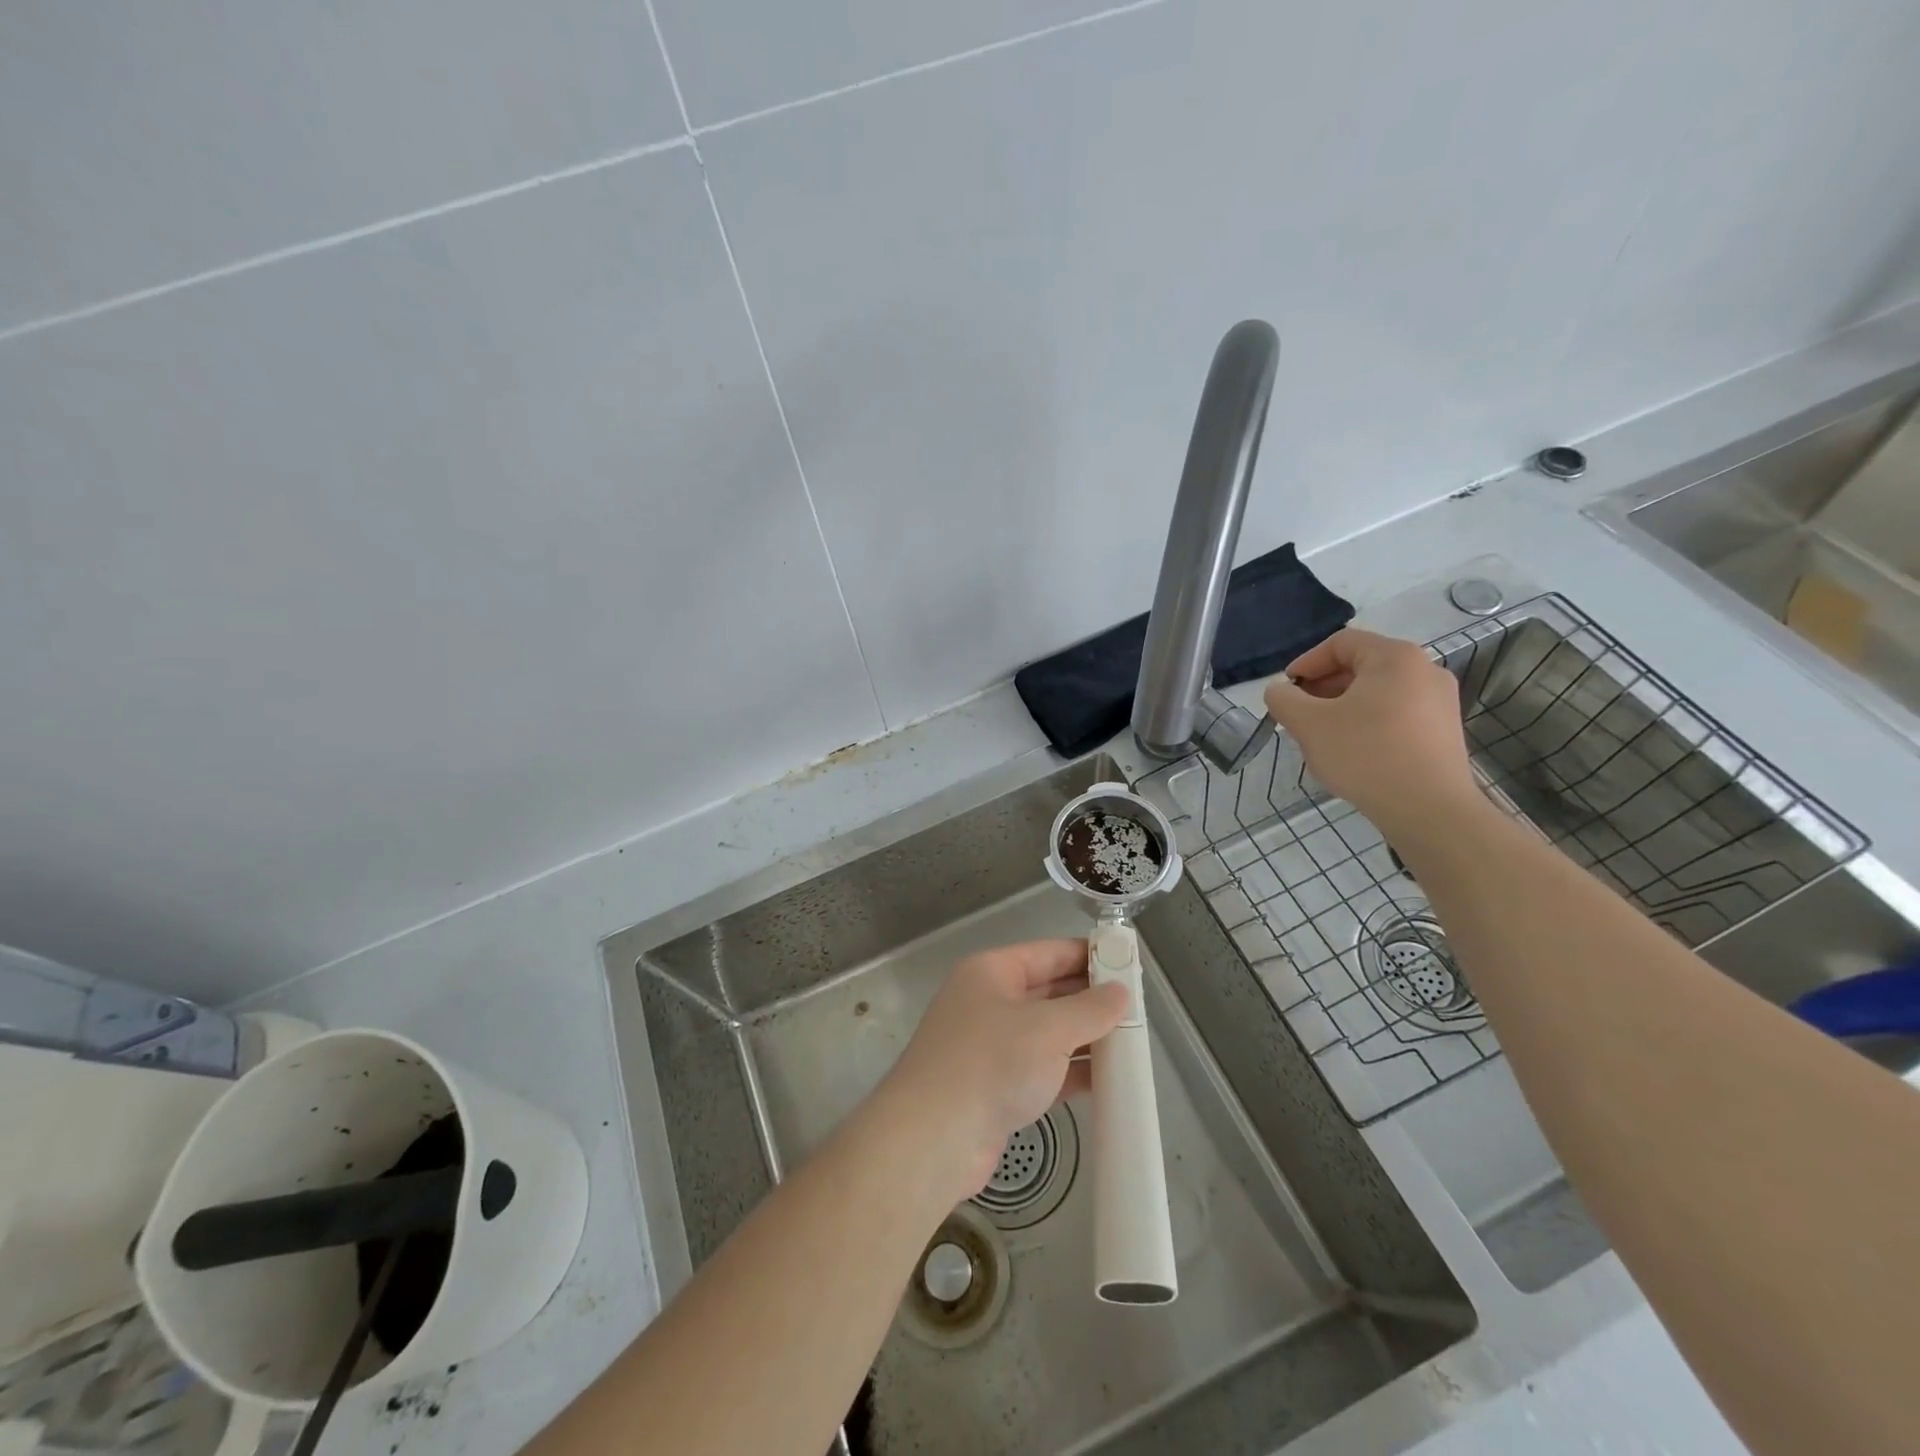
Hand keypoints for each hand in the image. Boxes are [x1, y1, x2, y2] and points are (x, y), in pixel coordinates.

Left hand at [881, 940, 1129, 1202]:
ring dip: (1085, 1038)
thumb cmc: (990, 1064)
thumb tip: (1120, 993)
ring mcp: (991, 1047)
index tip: (1127, 963)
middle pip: (1049, 992)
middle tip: (1138, 1008)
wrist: (932, 1139)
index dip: (1088, 956)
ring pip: (1048, 1034)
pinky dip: (1072, 1072)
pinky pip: (1043, 1070)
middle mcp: (989, 1002)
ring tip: (1133, 1043)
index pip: (1048, 953)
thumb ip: (1089, 1009)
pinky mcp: (997, 1088)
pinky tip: (1109, 1080)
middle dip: (1091, 1000)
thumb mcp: (1047, 1029)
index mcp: (992, 972)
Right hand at [1263, 628, 1480, 836]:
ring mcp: (1440, 702)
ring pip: (1378, 692)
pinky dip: (1368, 723)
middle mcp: (1424, 670)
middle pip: (1361, 666)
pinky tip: (1353, 752)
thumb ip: (1284, 700)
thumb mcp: (1308, 724)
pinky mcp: (1444, 731)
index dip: (1306, 663)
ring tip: (1322, 736)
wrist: (1429, 810)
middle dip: (1323, 687)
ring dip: (1343, 707)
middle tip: (1299, 715)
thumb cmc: (1365, 755)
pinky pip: (1396, 714)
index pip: (1340, 643)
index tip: (1286, 690)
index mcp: (1395, 658)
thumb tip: (1279, 692)